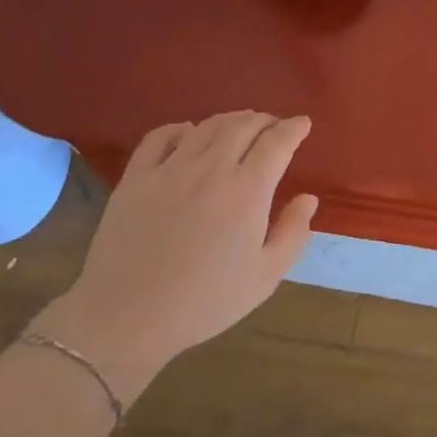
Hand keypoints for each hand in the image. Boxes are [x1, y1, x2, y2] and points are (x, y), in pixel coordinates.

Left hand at [35, 111, 317, 401]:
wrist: (128, 316)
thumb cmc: (205, 302)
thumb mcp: (265, 276)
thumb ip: (293, 233)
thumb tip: (308, 198)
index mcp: (247, 192)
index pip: (276, 143)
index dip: (293, 128)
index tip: (303, 123)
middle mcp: (210, 170)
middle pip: (242, 126)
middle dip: (264, 120)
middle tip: (274, 125)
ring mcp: (169, 170)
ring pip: (205, 127)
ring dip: (230, 120)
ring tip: (240, 124)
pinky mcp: (135, 178)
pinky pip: (159, 137)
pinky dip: (179, 128)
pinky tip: (187, 132)